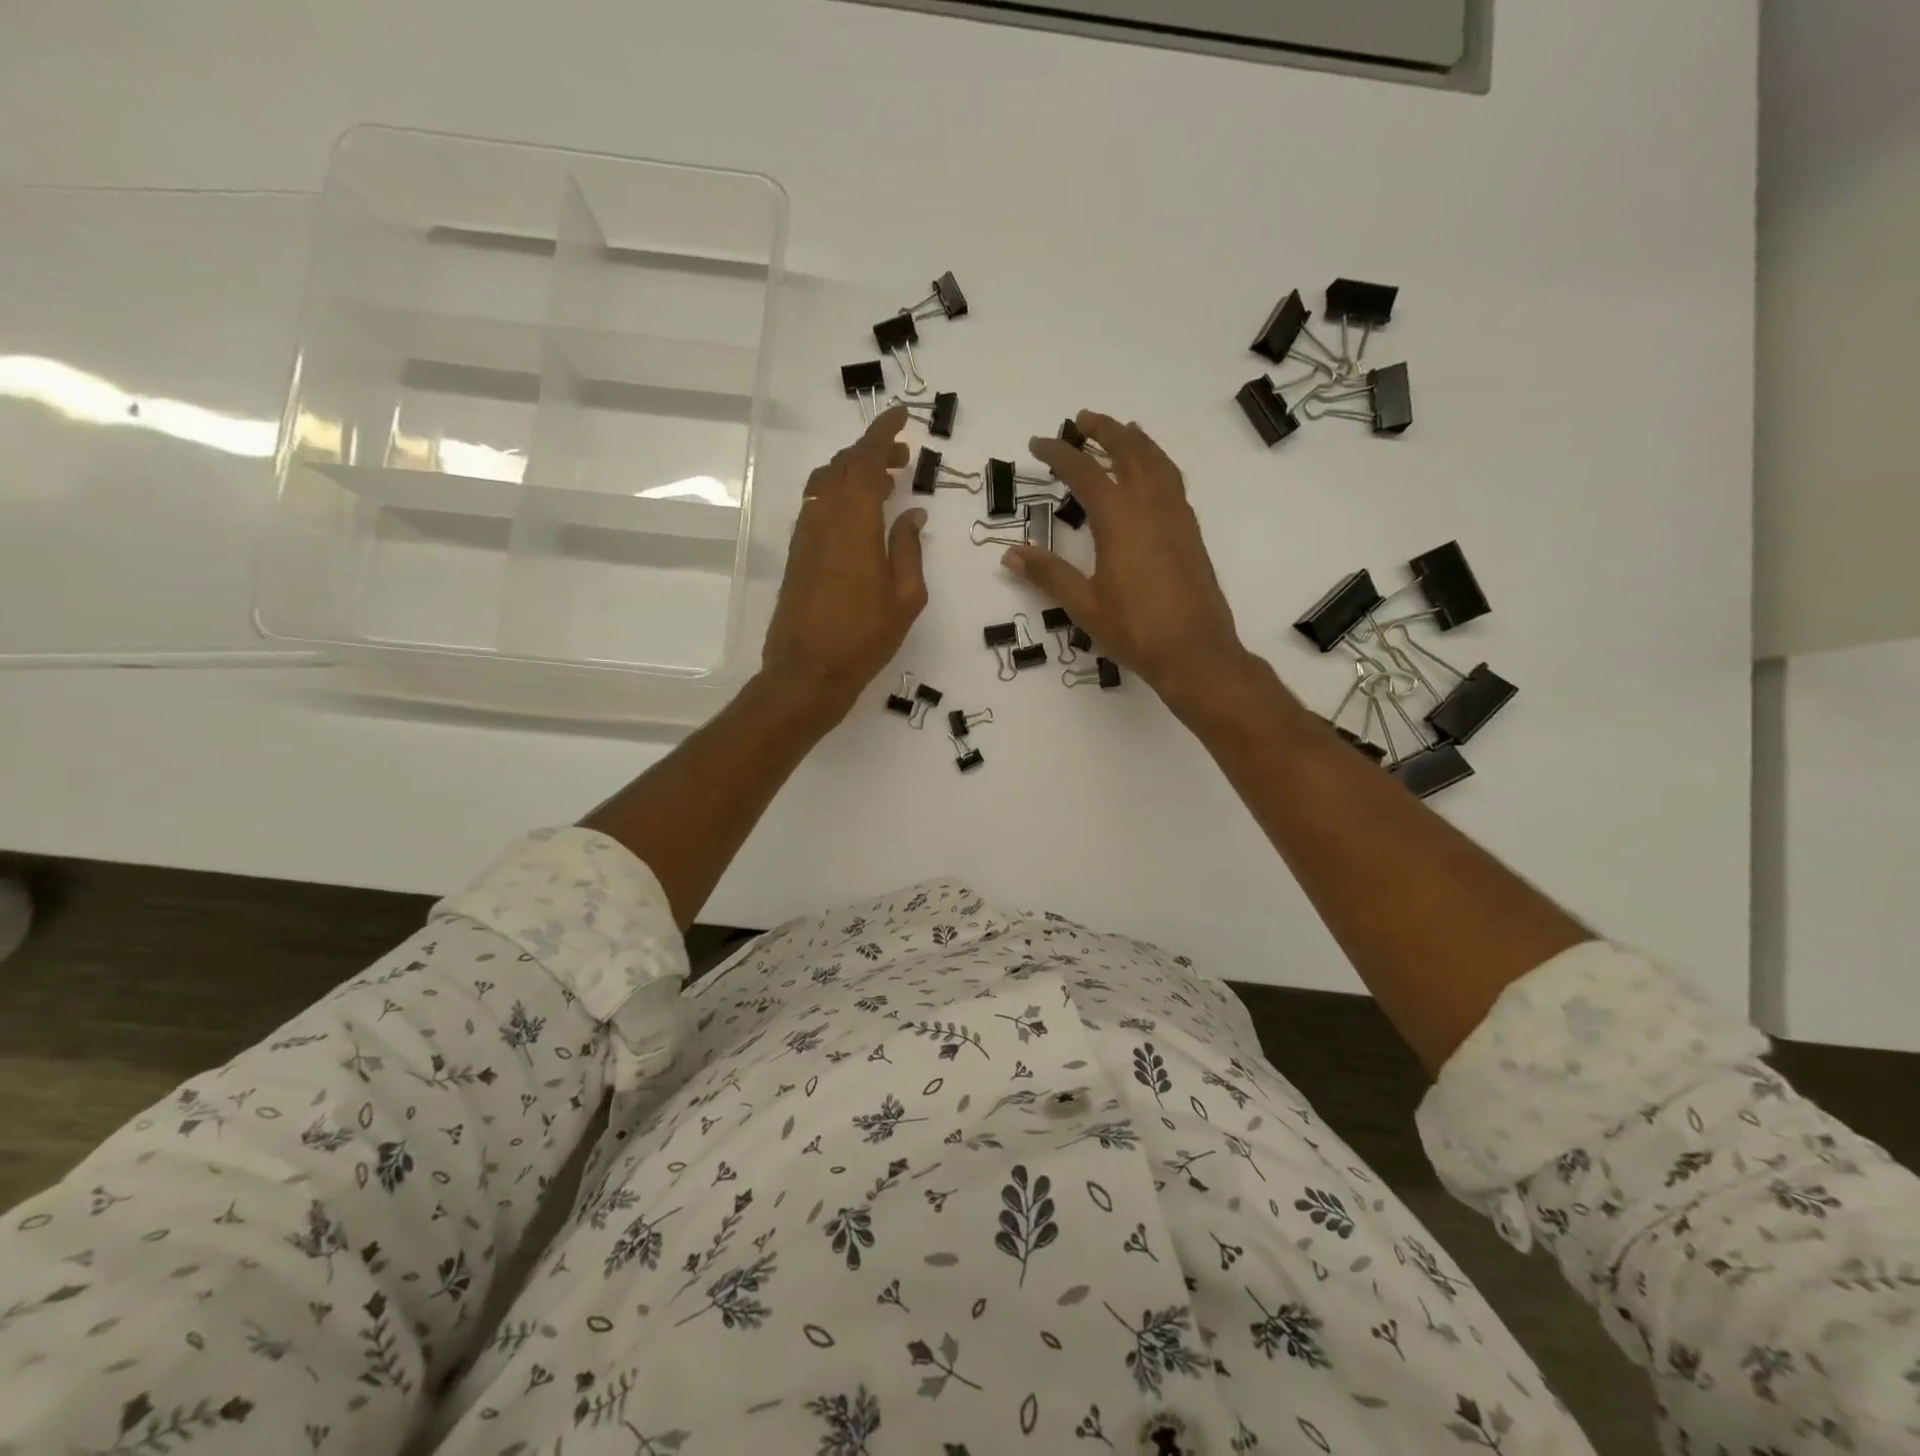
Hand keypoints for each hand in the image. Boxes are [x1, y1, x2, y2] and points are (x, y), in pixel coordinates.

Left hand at [761, 404, 927, 716]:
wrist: (807, 672)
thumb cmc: (864, 638)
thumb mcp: (905, 597)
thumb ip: (908, 548)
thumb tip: (912, 514)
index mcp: (855, 526)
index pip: (866, 462)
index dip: (883, 434)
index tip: (901, 417)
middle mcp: (825, 520)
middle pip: (844, 466)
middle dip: (872, 452)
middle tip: (903, 457)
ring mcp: (806, 536)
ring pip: (826, 483)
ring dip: (854, 472)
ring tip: (885, 483)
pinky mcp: (797, 554)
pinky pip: (817, 506)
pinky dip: (839, 494)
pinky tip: (858, 515)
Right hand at [1011, 411, 1250, 712]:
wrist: (1195, 652)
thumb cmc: (1135, 630)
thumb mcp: (1084, 605)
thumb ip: (1048, 575)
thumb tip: (1011, 554)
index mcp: (1119, 519)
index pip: (1084, 472)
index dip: (1059, 454)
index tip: (1037, 443)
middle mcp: (1150, 506)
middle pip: (1128, 451)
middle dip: (1104, 430)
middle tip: (1082, 419)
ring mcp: (1176, 516)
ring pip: (1157, 461)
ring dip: (1136, 440)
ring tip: (1122, 431)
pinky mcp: (1190, 531)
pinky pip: (1173, 480)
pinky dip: (1158, 462)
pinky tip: (1152, 473)